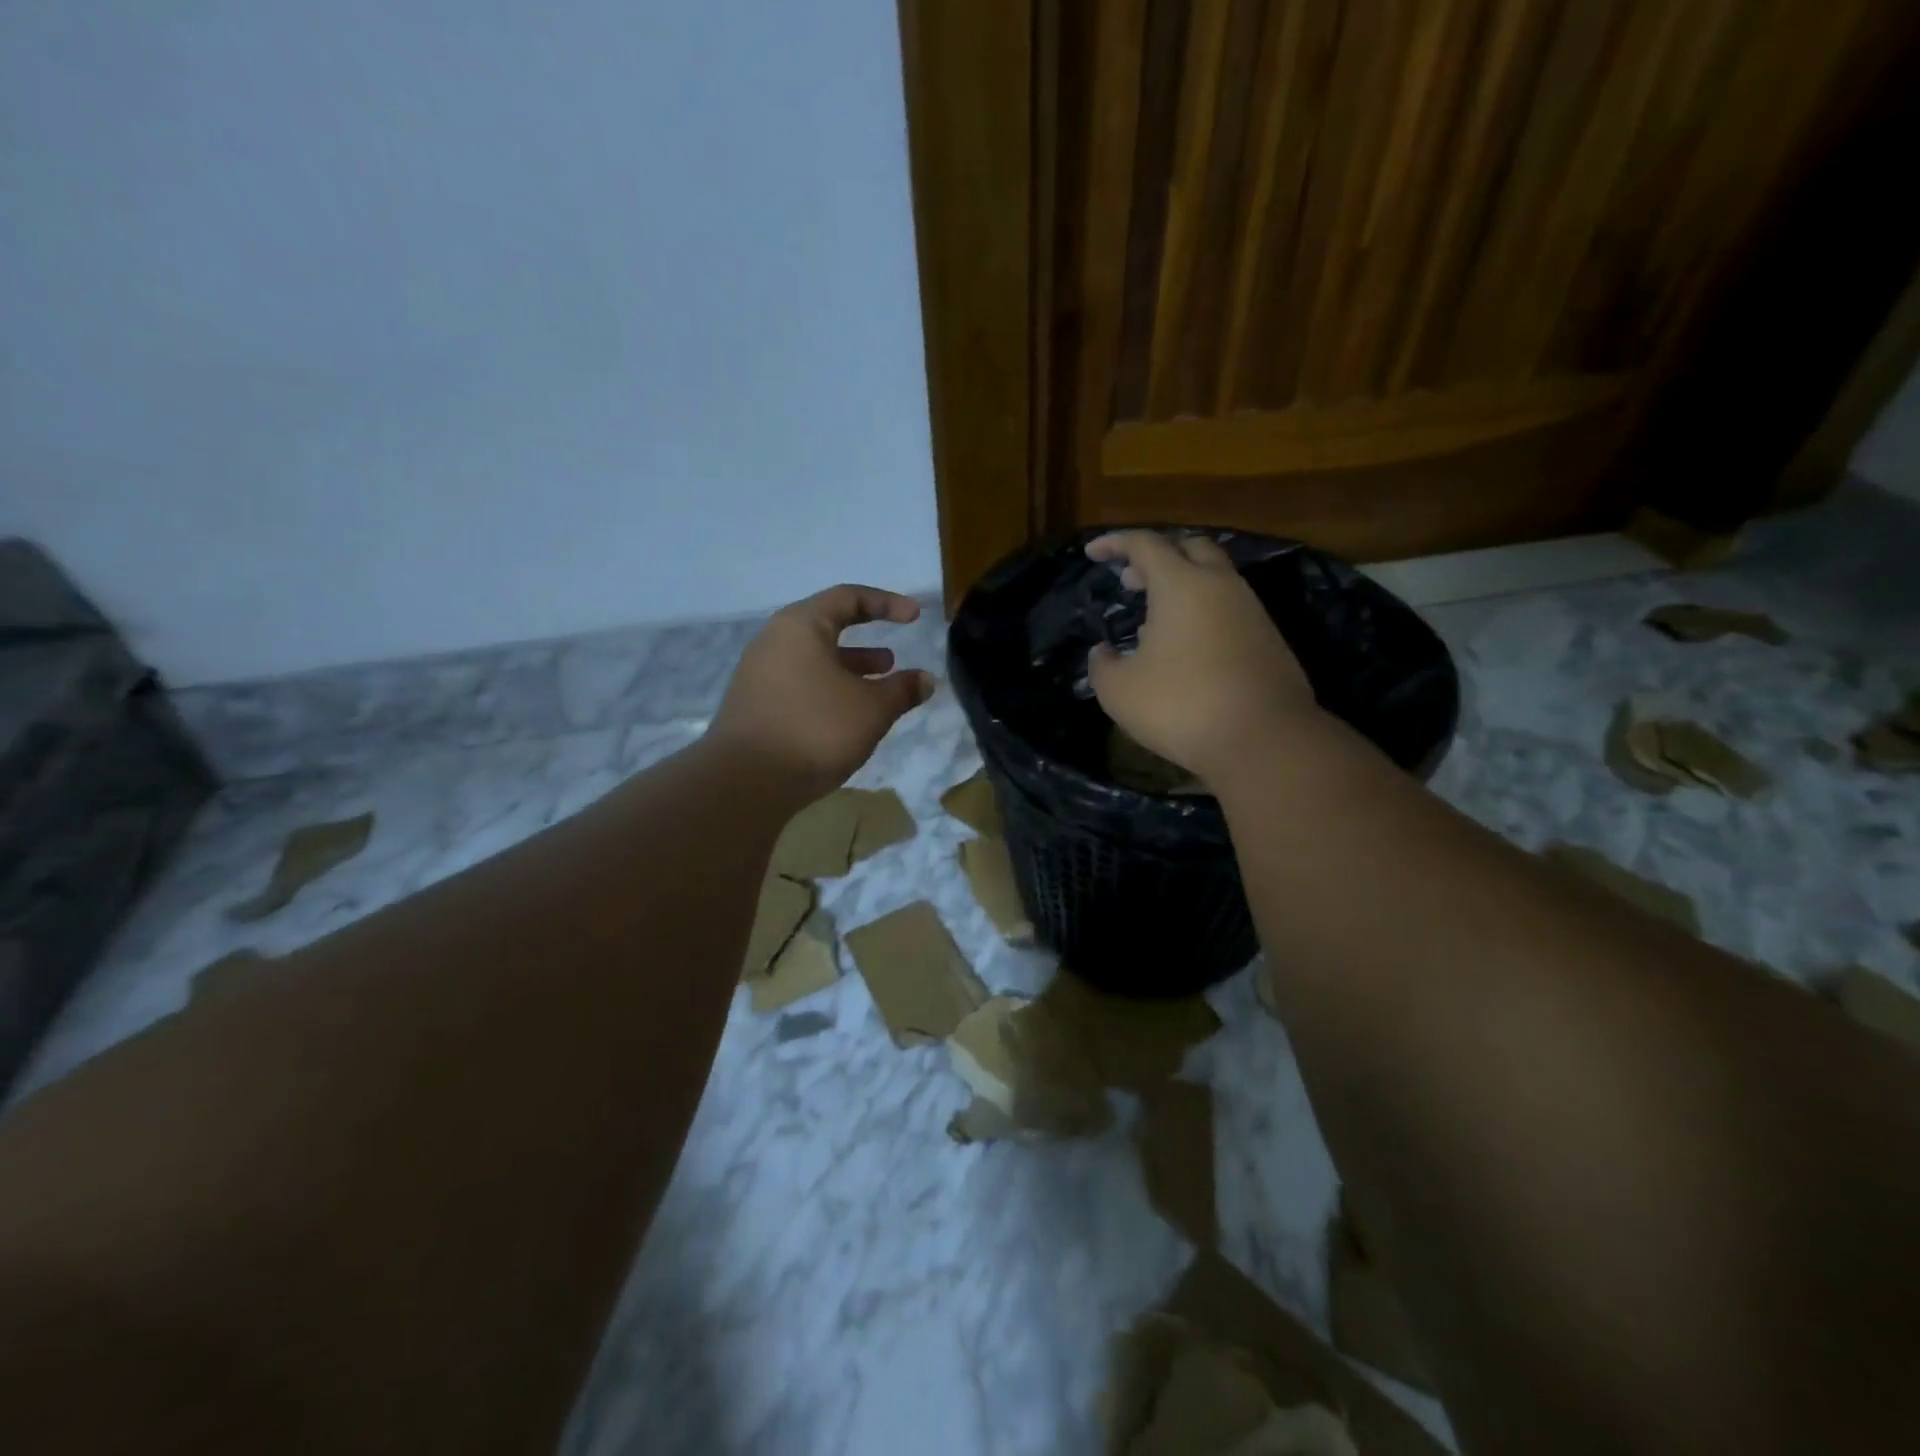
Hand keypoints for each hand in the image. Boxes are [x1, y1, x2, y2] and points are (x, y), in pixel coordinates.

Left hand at [711, 585, 934, 798]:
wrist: (746, 781)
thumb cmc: (816, 729)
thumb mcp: (872, 709)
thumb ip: (902, 690)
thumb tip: (926, 680)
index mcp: (801, 626)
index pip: (848, 598)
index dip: (886, 604)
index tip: (915, 617)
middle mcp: (774, 641)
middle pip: (826, 629)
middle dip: (865, 642)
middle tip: (892, 659)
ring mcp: (759, 675)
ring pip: (813, 661)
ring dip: (848, 670)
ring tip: (877, 689)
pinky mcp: (754, 705)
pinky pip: (799, 685)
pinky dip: (828, 690)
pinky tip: (847, 718)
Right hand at [1085, 532, 1317, 781]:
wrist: (1264, 739)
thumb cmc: (1181, 706)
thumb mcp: (1119, 691)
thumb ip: (1102, 664)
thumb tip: (1103, 652)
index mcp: (1181, 584)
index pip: (1145, 544)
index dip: (1115, 543)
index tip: (1093, 552)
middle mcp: (1221, 585)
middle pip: (1190, 548)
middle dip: (1156, 556)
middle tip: (1131, 579)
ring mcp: (1251, 610)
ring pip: (1214, 578)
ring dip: (1182, 585)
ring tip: (1154, 619)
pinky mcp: (1269, 638)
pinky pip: (1230, 608)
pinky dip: (1203, 611)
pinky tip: (1186, 647)